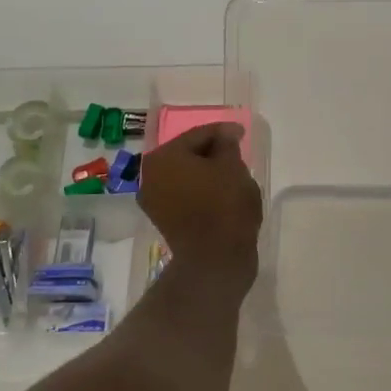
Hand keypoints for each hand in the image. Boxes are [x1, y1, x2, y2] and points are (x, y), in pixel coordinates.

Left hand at [140, 123, 263, 285]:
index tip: (241, 132)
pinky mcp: (163, 219)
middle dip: (211, 152)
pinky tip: (219, 192)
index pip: (198, 135)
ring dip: (205, 172)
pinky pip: (184, 194)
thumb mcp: (232, 166)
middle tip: (236, 152)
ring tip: (231, 173)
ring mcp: (153, 200)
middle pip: (187, 154)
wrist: (215, 259)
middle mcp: (149, 175)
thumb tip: (224, 135)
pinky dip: (200, 189)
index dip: (223, 132)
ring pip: (185, 175)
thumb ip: (226, 144)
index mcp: (163, 157)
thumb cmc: (224, 205)